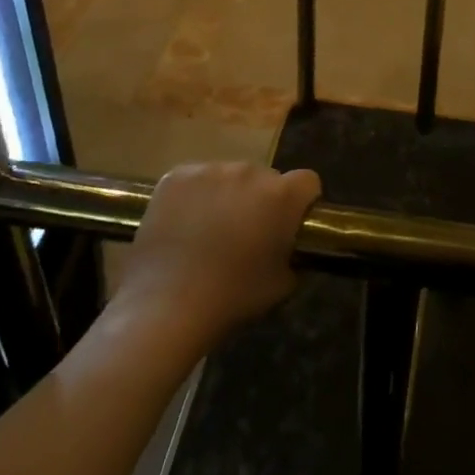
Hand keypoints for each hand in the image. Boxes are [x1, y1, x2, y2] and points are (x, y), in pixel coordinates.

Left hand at [111, 161, 320, 356]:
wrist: (167, 305)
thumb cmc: (232, 297)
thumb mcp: (281, 284)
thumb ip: (292, 255)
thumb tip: (287, 248)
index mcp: (281, 196)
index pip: (307, 181)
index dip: (301, 201)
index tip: (289, 223)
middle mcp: (249, 172)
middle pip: (263, 178)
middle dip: (259, 199)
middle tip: (244, 232)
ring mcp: (210, 169)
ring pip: (227, 177)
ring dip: (226, 195)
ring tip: (208, 231)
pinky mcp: (177, 175)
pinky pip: (195, 180)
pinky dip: (193, 196)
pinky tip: (182, 225)